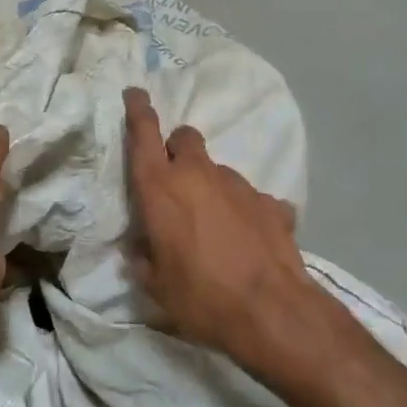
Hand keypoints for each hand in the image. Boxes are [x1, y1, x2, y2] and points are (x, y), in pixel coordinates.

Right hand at [124, 87, 323, 372]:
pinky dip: (245, 212)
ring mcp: (240, 186)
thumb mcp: (156, 284)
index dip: (137, 110)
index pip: (144, 134)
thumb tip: (141, 249)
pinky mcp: (272, 203)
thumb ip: (144, 258)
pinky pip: (251, 199)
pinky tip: (248, 241)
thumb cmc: (200, 297)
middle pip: (186, 138)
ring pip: (218, 169)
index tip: (134, 93)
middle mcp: (199, 175)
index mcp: (161, 188)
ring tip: (214, 228)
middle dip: (177, 149)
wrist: (272, 313)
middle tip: (175, 181)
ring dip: (210, 187)